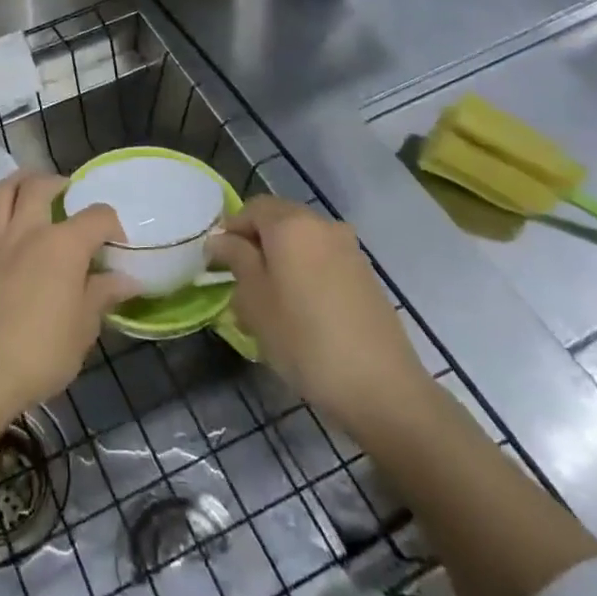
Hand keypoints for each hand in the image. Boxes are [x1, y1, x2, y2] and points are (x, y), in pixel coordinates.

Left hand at [0, 171, 138, 427]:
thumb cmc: (41, 352)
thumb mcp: (84, 328)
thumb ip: (102, 294)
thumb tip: (127, 280)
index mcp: (63, 245)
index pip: (96, 216)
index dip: (111, 224)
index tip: (115, 243)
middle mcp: (27, 231)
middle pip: (40, 186)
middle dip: (58, 183)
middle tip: (67, 194)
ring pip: (1, 191)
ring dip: (18, 182)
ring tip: (29, 187)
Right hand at [209, 196, 429, 429]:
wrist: (381, 386)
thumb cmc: (303, 339)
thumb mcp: (255, 300)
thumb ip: (236, 259)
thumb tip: (220, 239)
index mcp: (291, 224)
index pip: (251, 208)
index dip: (230, 230)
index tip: (216, 263)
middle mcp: (322, 225)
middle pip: (279, 221)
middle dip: (255, 245)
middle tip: (239, 283)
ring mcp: (349, 249)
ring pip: (302, 243)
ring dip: (280, 261)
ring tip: (268, 303)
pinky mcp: (366, 276)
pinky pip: (323, 261)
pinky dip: (305, 274)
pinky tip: (300, 313)